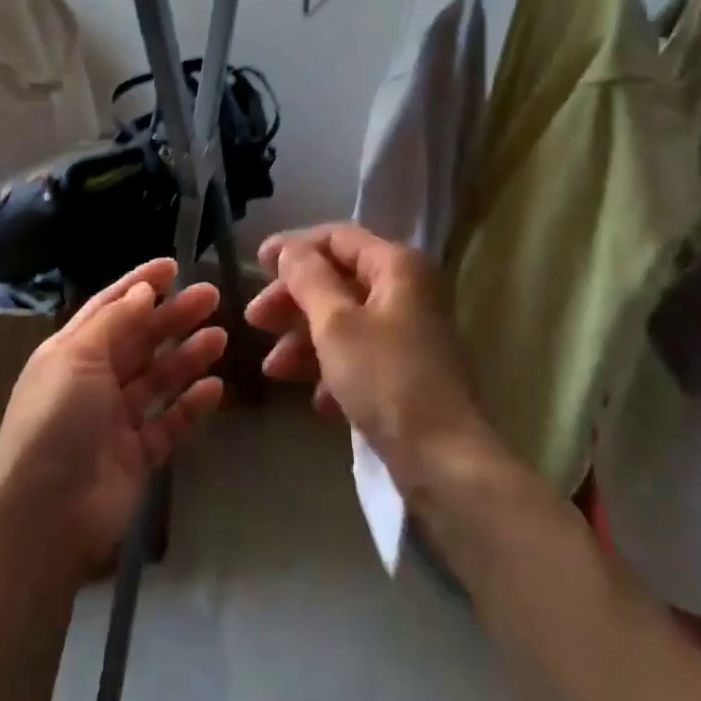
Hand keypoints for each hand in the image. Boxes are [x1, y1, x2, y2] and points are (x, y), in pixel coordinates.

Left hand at [0, 259, 226, 581]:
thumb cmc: (55, 422)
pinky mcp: (138, 455)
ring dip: (187, 355)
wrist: (44, 517)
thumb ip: (114, 321)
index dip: (140, 284)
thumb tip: (143, 290)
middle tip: (211, 296)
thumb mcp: (77, 358)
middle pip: (139, 339)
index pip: (110, 307)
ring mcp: (116, 420)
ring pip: (158, 378)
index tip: (174, 265)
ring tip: (220, 336)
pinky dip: (191, 404)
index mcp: (71, 352)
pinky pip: (169, 421)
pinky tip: (215, 388)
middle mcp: (94, 380)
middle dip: (173, 316)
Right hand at [247, 223, 491, 482]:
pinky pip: (360, 355)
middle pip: (338, 279)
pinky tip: (315, 400)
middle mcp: (407, 290)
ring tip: (272, 369)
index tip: (256, 263)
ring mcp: (409, 333)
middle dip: (293, 300)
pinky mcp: (407, 372)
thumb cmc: (386, 379)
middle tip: (255, 320)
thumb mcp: (336, 323)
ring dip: (304, 339)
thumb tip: (290, 249)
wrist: (446, 463)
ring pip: (344, 320)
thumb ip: (308, 278)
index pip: (337, 237)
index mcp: (398, 266)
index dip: (294, 246)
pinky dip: (332, 369)